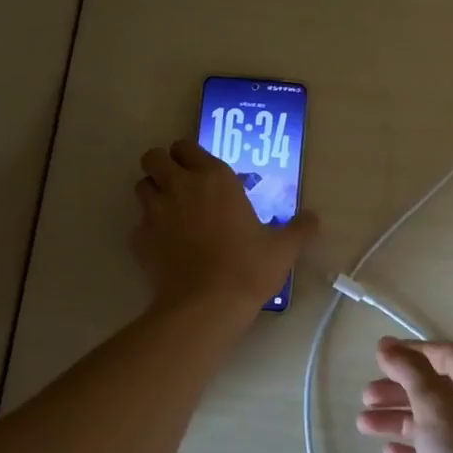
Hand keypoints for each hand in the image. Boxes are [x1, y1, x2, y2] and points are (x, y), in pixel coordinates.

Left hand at [131, 140, 316, 312]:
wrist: (205, 306)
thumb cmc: (247, 269)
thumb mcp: (283, 249)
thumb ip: (300, 229)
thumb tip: (314, 218)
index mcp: (214, 178)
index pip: (186, 146)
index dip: (189, 155)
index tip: (199, 170)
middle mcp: (180, 186)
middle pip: (154, 157)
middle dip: (161, 165)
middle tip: (178, 185)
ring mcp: (154, 211)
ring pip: (141, 186)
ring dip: (152, 193)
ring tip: (169, 213)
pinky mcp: (139, 238)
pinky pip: (137, 224)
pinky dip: (147, 231)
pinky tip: (163, 247)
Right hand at [357, 339, 452, 452]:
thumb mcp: (437, 407)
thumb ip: (412, 373)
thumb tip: (388, 345)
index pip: (447, 355)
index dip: (414, 351)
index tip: (380, 356)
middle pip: (436, 389)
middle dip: (399, 389)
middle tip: (365, 397)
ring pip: (431, 422)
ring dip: (397, 419)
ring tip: (362, 426)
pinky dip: (411, 450)